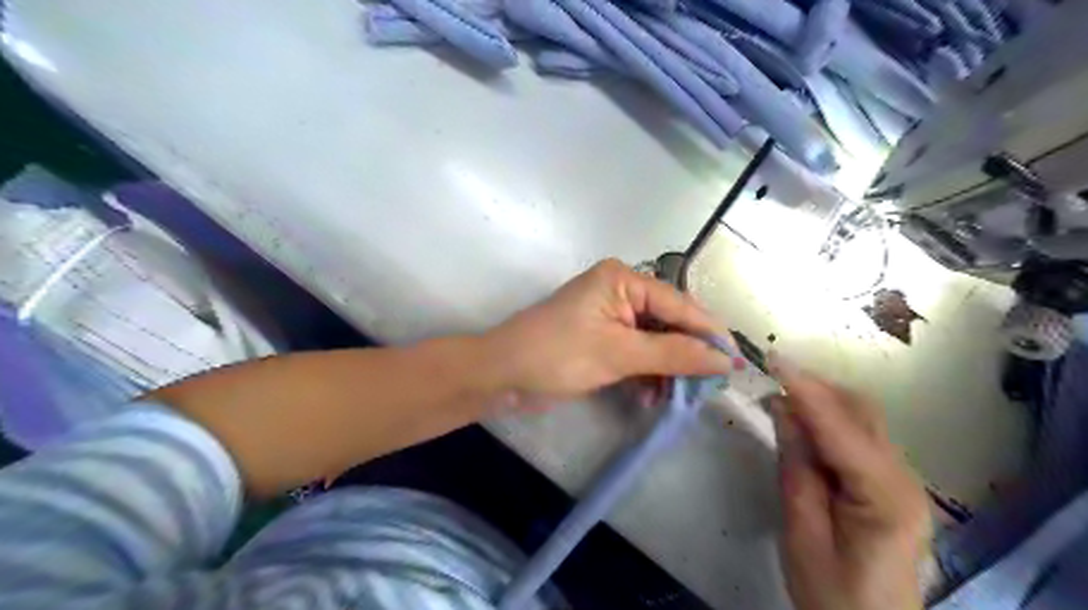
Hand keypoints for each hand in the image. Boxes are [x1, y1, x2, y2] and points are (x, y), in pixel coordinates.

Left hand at [489, 258, 733, 398]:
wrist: (502, 375)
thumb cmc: (557, 355)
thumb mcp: (619, 354)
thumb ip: (675, 354)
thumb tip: (726, 360)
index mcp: (623, 279)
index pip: (679, 305)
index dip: (709, 333)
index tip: (736, 363)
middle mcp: (620, 291)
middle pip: (669, 322)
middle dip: (686, 355)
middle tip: (707, 387)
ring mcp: (610, 316)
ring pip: (655, 341)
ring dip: (666, 369)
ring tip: (677, 397)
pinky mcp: (602, 339)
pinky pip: (637, 353)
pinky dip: (646, 373)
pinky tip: (650, 395)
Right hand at [769, 354, 929, 608]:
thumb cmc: (832, 593)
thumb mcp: (801, 532)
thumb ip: (795, 467)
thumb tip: (782, 409)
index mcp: (885, 496)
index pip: (841, 426)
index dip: (806, 388)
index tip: (773, 359)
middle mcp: (904, 477)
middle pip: (861, 411)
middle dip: (815, 387)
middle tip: (771, 377)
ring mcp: (903, 478)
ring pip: (862, 417)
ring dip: (821, 399)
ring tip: (780, 396)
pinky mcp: (890, 481)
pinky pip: (859, 434)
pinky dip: (828, 419)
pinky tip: (802, 422)